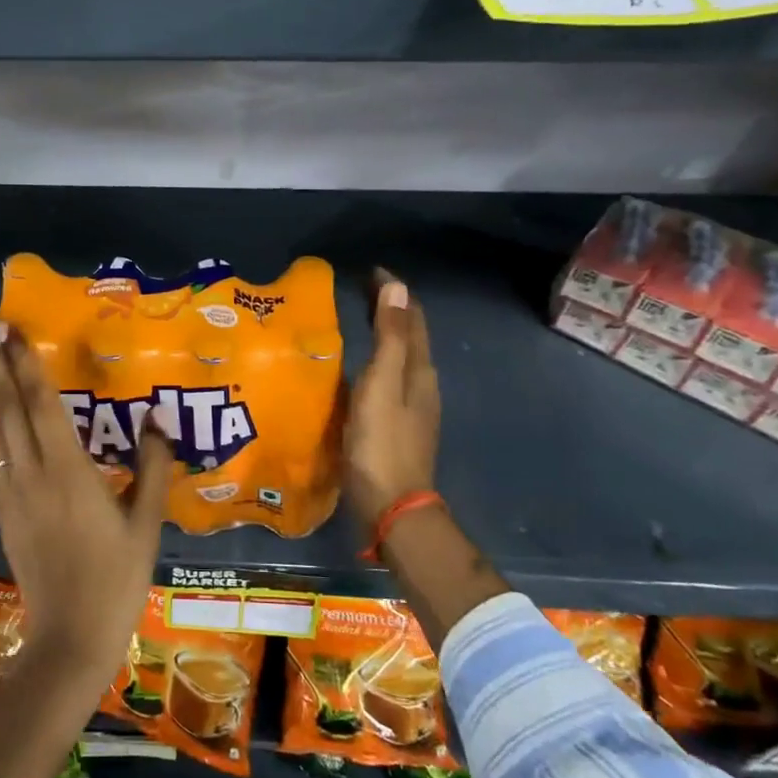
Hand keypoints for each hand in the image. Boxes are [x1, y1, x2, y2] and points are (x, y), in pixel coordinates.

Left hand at [0, 310, 172, 678]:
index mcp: (70, 472)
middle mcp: (33, 472)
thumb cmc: (116, 579)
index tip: (10, 327)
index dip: (25, 362)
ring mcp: (11, 490)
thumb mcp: (146, 524)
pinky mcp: (2, 508)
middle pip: (7, 405)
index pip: (42, 403)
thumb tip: (156, 420)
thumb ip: (154, 469)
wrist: (69, 634)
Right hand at [344, 270, 439, 530]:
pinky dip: (376, 360)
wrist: (393, 507)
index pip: (411, 318)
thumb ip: (390, 338)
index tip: (369, 271)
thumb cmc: (382, 444)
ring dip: (383, 333)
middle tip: (358, 289)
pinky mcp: (398, 426)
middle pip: (409, 335)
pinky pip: (389, 379)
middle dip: (389, 308)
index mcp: (420, 371)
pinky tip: (355, 370)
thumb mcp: (382, 385)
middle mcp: (421, 385)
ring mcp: (412, 408)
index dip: (393, 291)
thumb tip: (397, 287)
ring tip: (355, 321)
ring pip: (400, 358)